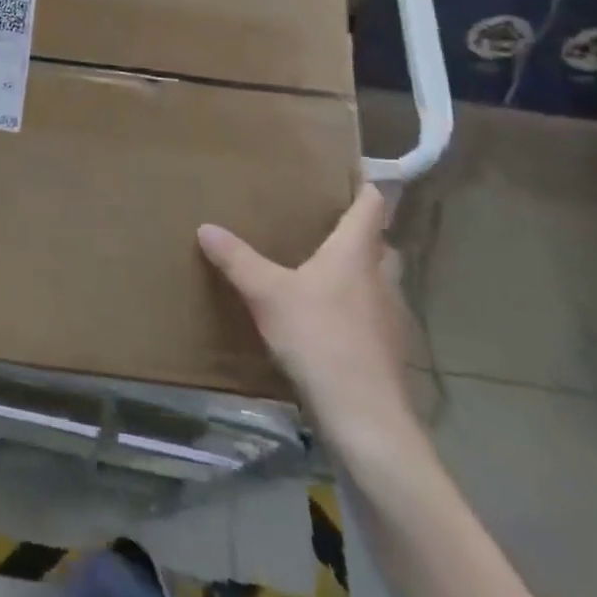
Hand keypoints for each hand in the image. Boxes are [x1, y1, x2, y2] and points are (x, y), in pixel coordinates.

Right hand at [198, 187, 415, 446]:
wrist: (366, 419)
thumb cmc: (319, 339)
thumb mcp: (267, 294)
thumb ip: (237, 260)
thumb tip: (206, 227)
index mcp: (355, 254)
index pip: (371, 208)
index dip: (364, 189)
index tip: (353, 177)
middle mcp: (380, 280)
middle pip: (379, 246)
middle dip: (360, 236)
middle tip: (327, 228)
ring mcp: (390, 319)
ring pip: (378, 284)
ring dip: (359, 276)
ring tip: (323, 274)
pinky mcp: (389, 354)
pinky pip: (373, 318)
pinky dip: (356, 312)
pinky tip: (328, 324)